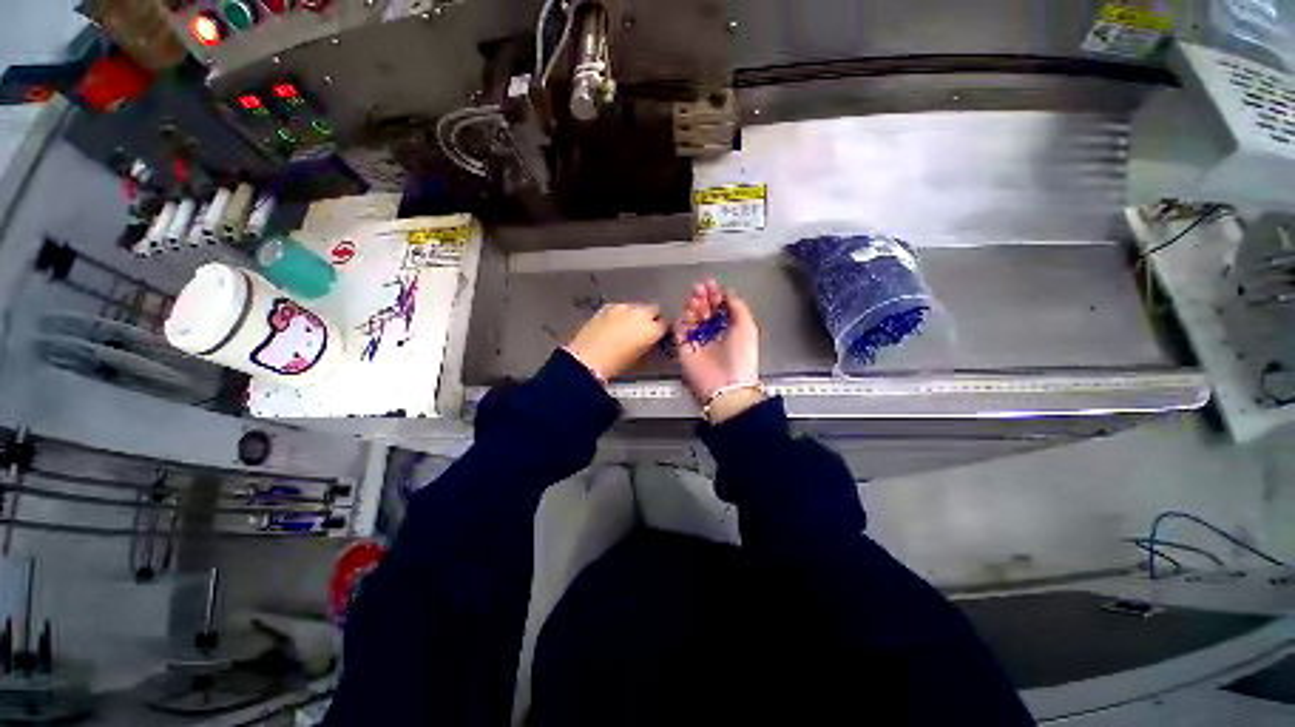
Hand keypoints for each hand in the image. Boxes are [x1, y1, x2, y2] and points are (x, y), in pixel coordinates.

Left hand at [564, 303, 666, 383]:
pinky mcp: (606, 307)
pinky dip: (622, 314)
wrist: (586, 359)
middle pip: (654, 309)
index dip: (664, 330)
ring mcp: (622, 307)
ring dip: (636, 315)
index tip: (661, 335)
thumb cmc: (615, 365)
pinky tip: (616, 325)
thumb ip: (650, 344)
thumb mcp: (640, 358)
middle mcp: (639, 313)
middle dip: (653, 317)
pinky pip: (621, 308)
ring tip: (629, 328)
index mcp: (651, 328)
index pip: (666, 324)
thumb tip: (651, 341)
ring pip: (637, 307)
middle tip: (647, 330)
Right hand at [675, 280, 762, 421]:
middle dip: (702, 297)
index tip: (712, 285)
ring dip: (692, 306)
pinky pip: (679, 330)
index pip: (720, 307)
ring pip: (691, 318)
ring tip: (694, 297)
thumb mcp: (748, 326)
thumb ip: (738, 307)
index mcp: (730, 329)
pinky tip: (686, 312)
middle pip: (704, 310)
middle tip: (700, 288)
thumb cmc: (741, 358)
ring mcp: (698, 341)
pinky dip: (681, 320)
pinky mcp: (685, 349)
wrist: (726, 384)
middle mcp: (714, 334)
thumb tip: (729, 292)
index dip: (716, 295)